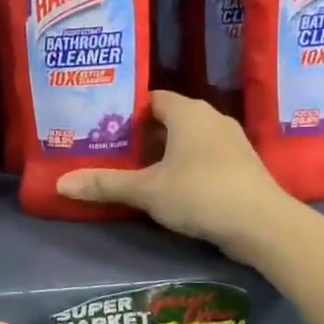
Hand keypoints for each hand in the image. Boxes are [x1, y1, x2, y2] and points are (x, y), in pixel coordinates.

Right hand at [56, 91, 296, 262]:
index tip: (103, 125)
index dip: (126, 111)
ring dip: (163, 152)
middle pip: (168, 119)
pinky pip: (204, 156)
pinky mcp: (242, 166)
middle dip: (141, 134)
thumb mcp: (146, 190)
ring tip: (133, 168)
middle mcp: (211, 118)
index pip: (151, 99)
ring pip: (187, 139)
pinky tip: (168, 186)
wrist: (263, 225)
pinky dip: (184, 165)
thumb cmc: (200, 193)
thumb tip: (60, 184)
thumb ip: (104, 184)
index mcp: (187, 112)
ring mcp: (231, 142)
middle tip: (110, 148)